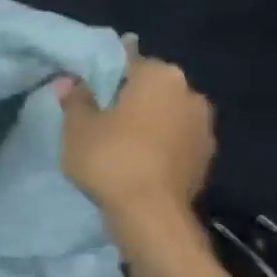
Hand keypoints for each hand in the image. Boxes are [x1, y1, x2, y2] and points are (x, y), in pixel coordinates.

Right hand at [59, 56, 215, 221]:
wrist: (151, 215)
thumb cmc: (110, 158)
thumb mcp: (77, 126)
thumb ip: (75, 98)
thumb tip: (69, 81)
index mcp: (160, 75)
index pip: (127, 61)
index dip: (104, 76)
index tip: (87, 93)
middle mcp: (190, 92)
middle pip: (150, 88)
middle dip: (129, 99)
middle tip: (100, 119)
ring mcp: (205, 127)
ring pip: (166, 115)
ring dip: (147, 123)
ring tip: (119, 144)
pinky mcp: (207, 158)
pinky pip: (176, 141)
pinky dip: (160, 146)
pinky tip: (139, 163)